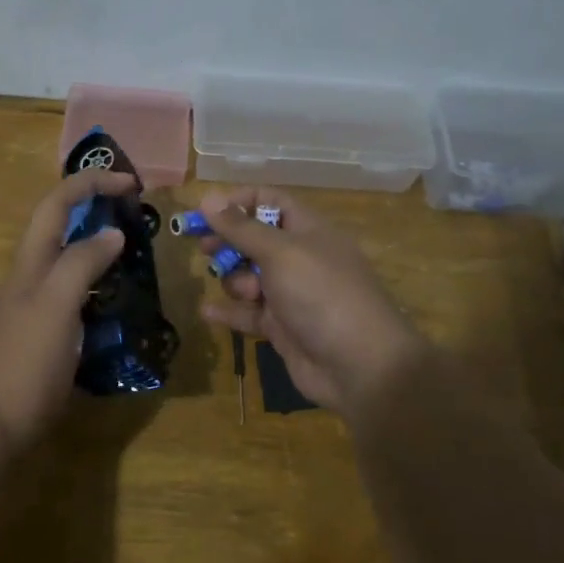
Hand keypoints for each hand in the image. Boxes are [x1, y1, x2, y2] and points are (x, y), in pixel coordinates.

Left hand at [0, 168, 136, 451]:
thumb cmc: (21, 362)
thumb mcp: (55, 305)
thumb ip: (81, 263)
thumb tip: (112, 232)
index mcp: (31, 262)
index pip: (58, 203)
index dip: (91, 183)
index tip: (132, 184)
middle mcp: (31, 278)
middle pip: (62, 229)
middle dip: (97, 212)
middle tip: (138, 220)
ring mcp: (35, 310)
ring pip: (70, 265)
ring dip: (101, 253)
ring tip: (138, 262)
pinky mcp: (44, 340)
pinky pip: (76, 301)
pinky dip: (100, 292)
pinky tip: (120, 309)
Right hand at [197, 189, 433, 419]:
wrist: (359, 365)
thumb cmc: (321, 294)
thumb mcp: (280, 253)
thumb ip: (240, 228)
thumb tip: (207, 197)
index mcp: (309, 230)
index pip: (271, 201)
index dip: (239, 202)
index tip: (207, 211)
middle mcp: (301, 258)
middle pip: (255, 239)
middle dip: (228, 242)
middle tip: (204, 247)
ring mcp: (292, 294)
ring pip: (250, 277)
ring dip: (235, 280)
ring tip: (245, 293)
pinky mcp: (283, 327)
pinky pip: (249, 313)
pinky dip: (230, 311)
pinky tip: (208, 311)